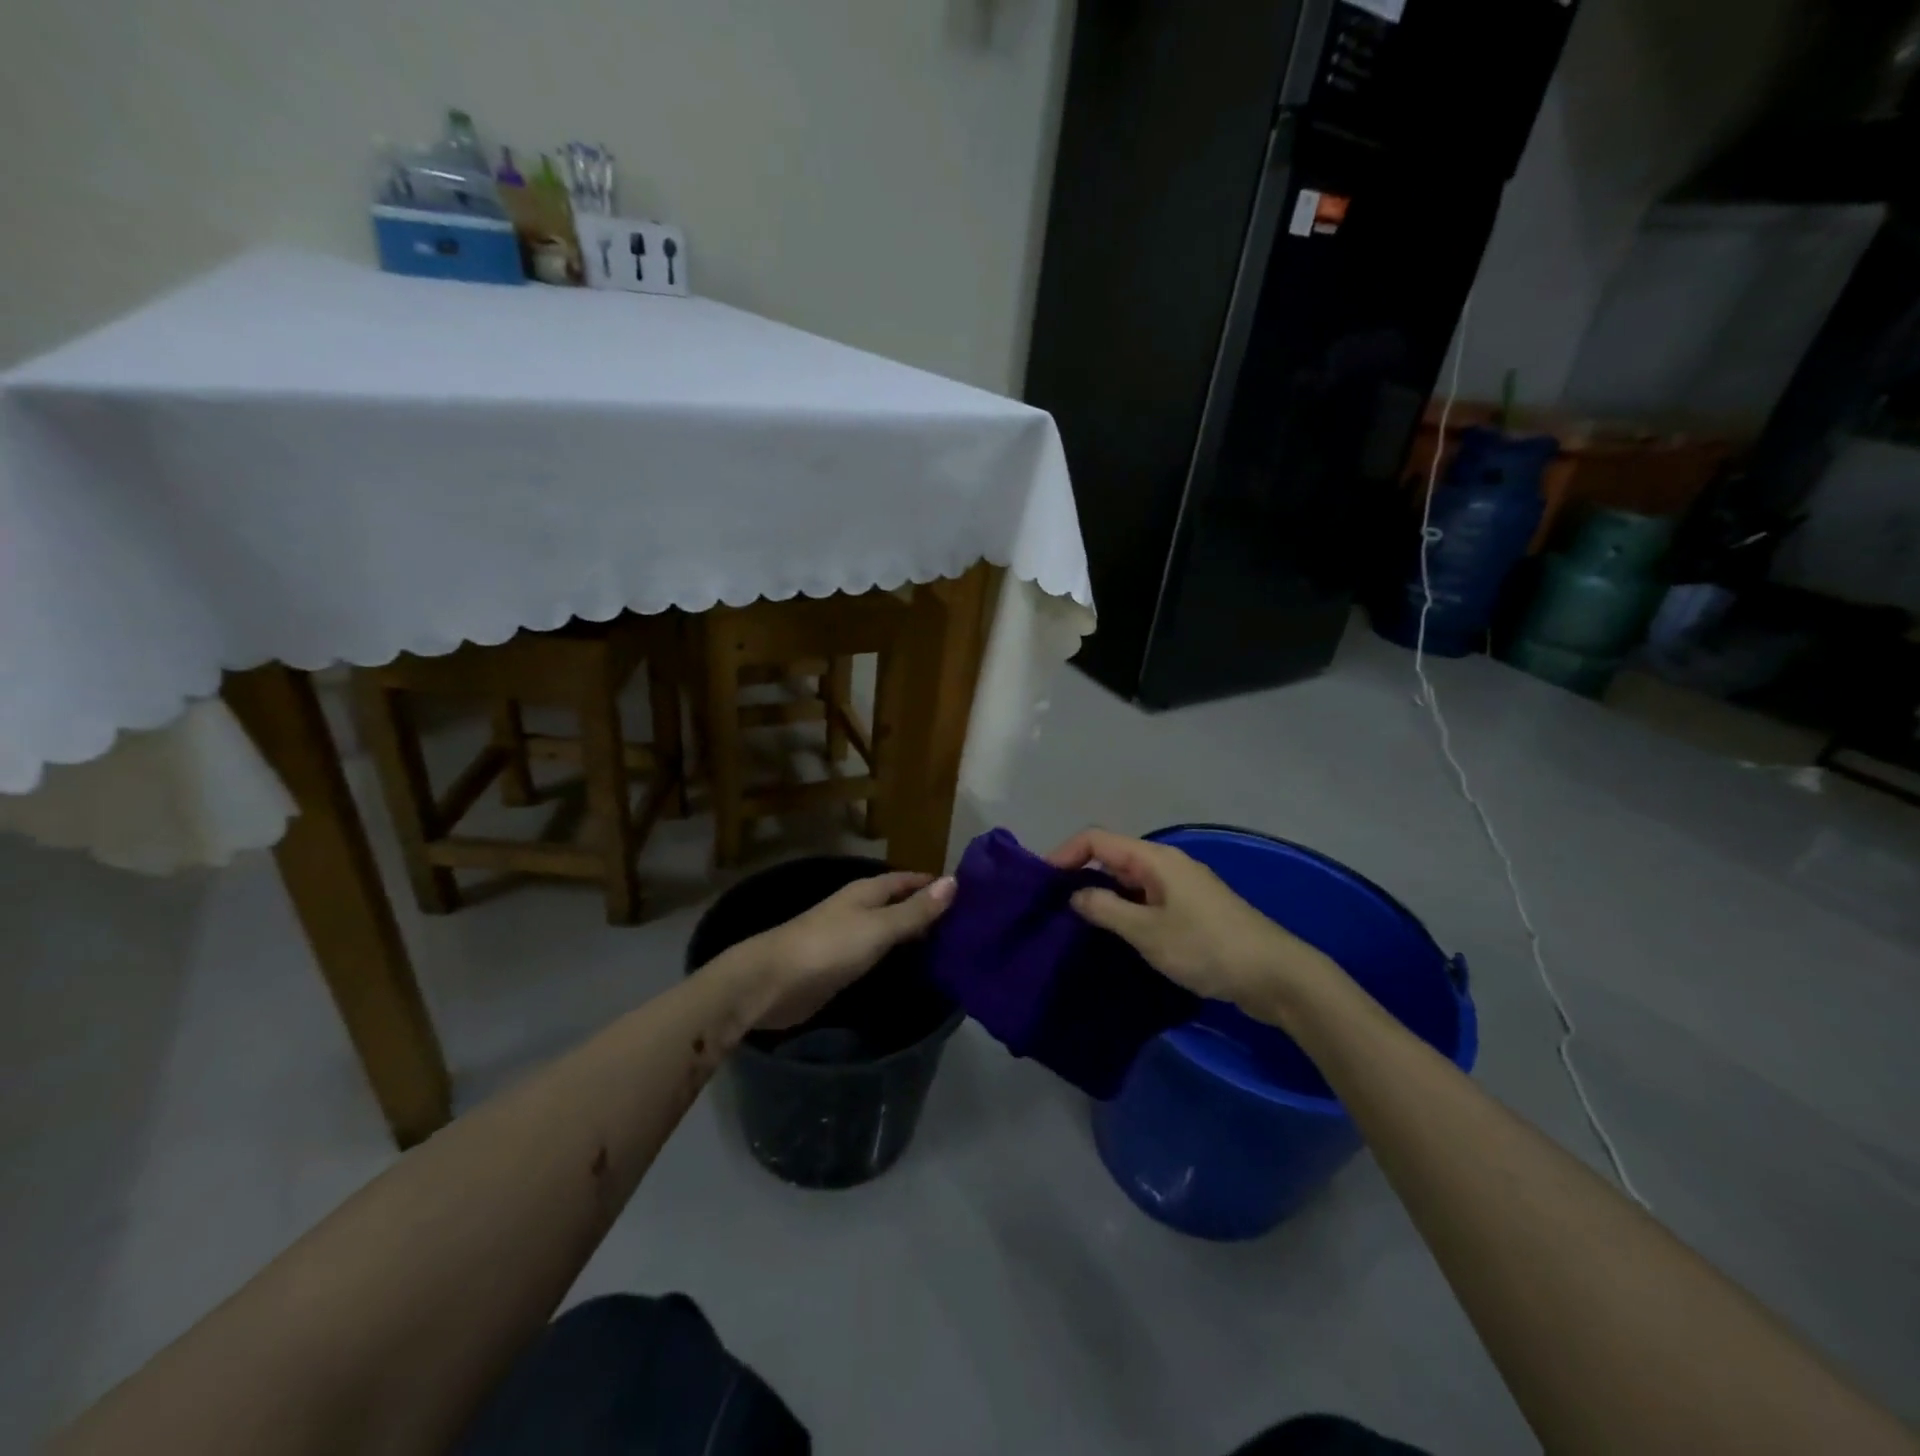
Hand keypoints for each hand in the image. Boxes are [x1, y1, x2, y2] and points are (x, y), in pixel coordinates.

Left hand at [743, 872, 955, 1030]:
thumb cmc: (828, 948)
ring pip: (889, 930)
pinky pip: (878, 955)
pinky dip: (898, 957)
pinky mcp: (840, 966)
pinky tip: (916, 969)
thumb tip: (954, 882)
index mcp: (866, 892)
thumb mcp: (878, 927)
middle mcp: (858, 909)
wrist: (771, 984)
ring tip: (951, 948)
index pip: (907, 880)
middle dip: (928, 910)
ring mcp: (848, 938)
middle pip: (899, 904)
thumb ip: (915, 911)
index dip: (933, 884)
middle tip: (967, 925)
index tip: (968, 894)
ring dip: (914, 935)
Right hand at [1047, 828, 1335, 1020]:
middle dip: (1080, 875)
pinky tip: (1113, 937)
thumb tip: (1074, 895)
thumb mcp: (1148, 932)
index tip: (1042, 883)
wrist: (1274, 975)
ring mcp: (1181, 888)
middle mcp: (1166, 865)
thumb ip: (1106, 910)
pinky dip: (1124, 911)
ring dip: (1102, 897)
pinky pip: (1146, 900)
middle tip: (1051, 907)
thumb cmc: (1207, 947)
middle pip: (1112, 857)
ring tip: (1075, 924)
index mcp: (1155, 859)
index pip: (1098, 840)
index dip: (1066, 853)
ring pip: (1129, 881)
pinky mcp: (1191, 911)